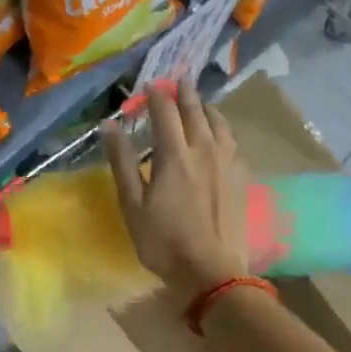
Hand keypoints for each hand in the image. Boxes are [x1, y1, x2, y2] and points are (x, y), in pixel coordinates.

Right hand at [102, 83, 250, 306]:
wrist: (213, 272)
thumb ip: (122, 162)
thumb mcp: (133, 205)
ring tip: (200, 102)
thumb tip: (109, 126)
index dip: (156, 95)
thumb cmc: (164, 242)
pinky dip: (222, 129)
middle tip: (178, 79)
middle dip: (185, 93)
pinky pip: (232, 141)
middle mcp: (204, 149)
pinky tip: (220, 136)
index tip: (149, 85)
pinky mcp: (241, 177)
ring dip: (207, 108)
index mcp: (175, 155)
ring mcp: (227, 162)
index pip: (165, 112)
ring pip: (219, 123)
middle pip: (196, 111)